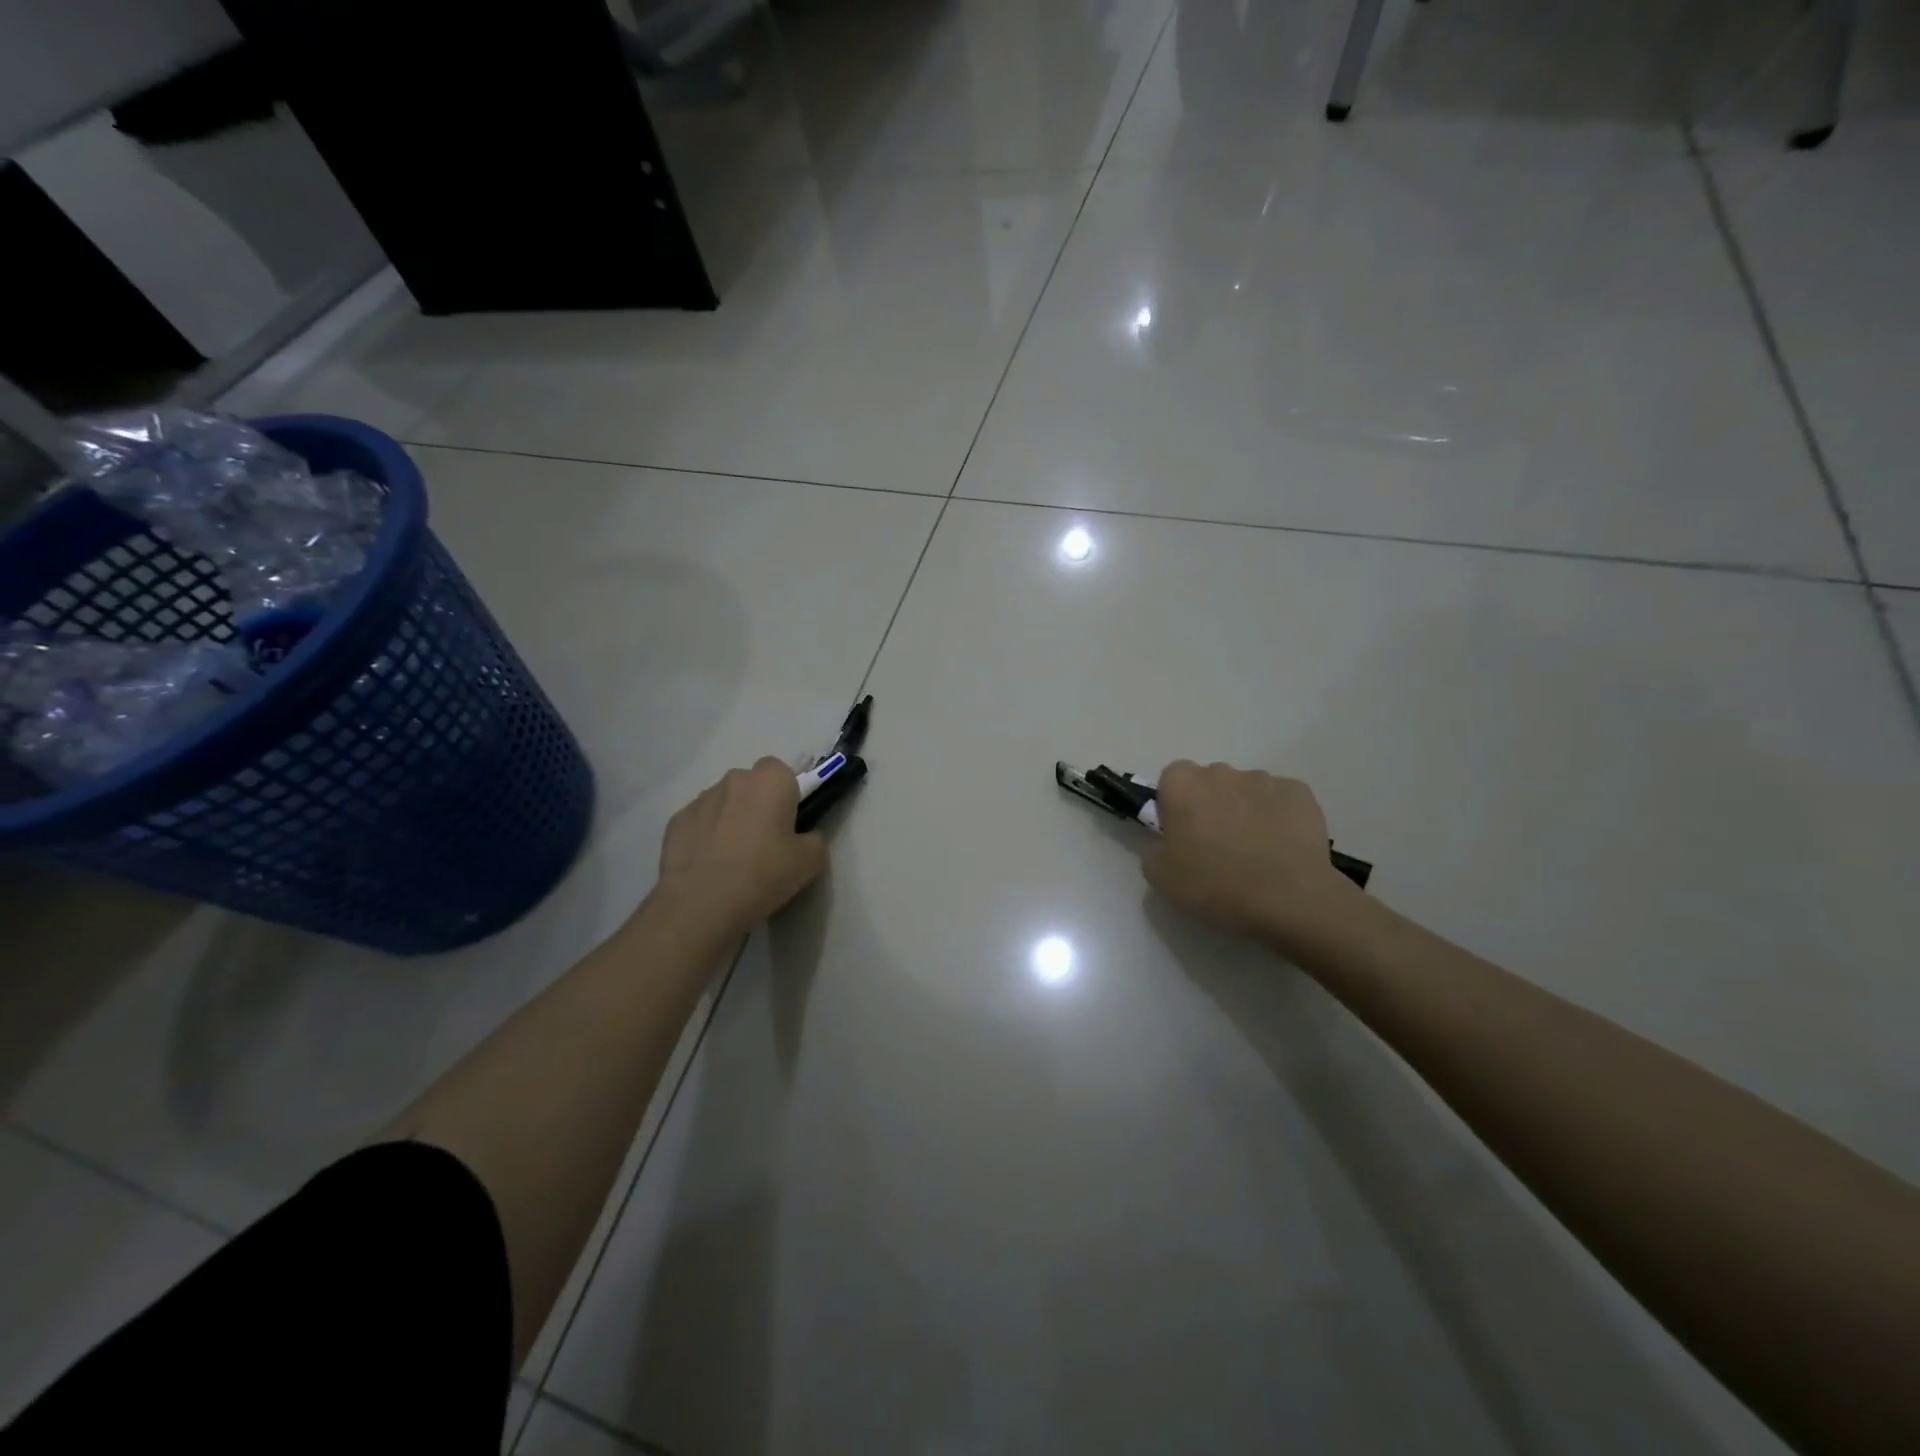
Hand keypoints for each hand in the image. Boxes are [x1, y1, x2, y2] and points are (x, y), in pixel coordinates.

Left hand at [649, 759, 827, 937]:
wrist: (702, 903)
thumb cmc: (764, 874)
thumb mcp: (811, 861)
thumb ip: (814, 839)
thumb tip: (805, 836)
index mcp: (771, 781)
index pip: (782, 771)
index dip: (787, 794)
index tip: (788, 822)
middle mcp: (734, 779)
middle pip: (751, 784)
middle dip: (757, 803)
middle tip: (764, 840)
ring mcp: (701, 799)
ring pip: (723, 801)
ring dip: (730, 818)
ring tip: (732, 857)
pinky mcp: (676, 820)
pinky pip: (699, 822)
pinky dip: (705, 835)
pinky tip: (709, 864)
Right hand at [1142, 761, 1358, 945]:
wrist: (1287, 899)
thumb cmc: (1214, 884)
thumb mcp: (1160, 876)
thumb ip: (1155, 848)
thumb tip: (1168, 843)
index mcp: (1182, 784)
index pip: (1171, 779)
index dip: (1175, 804)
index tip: (1182, 832)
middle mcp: (1221, 771)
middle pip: (1210, 781)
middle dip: (1211, 804)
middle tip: (1217, 844)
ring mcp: (1264, 779)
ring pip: (1246, 789)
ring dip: (1245, 809)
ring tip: (1255, 850)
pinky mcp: (1300, 792)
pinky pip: (1280, 799)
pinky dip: (1278, 816)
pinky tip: (1282, 847)